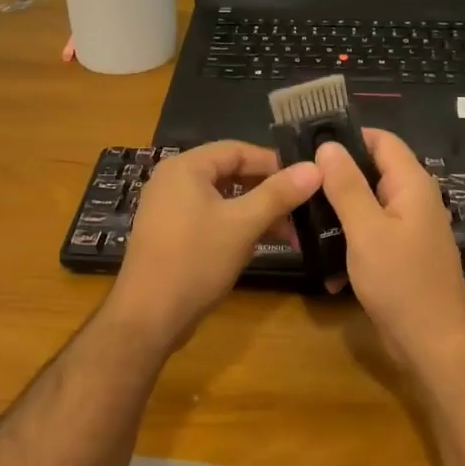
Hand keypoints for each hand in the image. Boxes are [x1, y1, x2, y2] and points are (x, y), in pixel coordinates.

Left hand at [104, 141, 321, 348]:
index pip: (238, 150)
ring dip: (255, 211)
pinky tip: (261, 243)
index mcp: (186, 167)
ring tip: (289, 233)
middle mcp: (173, 180)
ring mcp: (168, 208)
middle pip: (230, 173)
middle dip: (267, 191)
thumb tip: (315, 167)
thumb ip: (279, 194)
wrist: (149, 315)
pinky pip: (209, 217)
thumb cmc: (196, 260)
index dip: (274, 162)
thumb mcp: (243, 224)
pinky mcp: (171, 234)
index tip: (306, 180)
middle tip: (301, 208)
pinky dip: (235, 225)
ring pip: (222, 198)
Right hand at [316, 128, 464, 368]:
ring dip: (336, 212)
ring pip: (366, 205)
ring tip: (299, 218)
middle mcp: (413, 200)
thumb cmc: (401, 281)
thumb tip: (328, 145)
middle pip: (371, 172)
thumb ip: (347, 185)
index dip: (347, 135)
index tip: (308, 142)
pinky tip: (322, 260)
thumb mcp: (367, 229)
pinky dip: (347, 241)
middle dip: (334, 176)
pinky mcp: (399, 255)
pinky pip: (368, 234)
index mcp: (411, 184)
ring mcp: (407, 229)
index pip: (381, 140)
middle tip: (295, 181)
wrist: (434, 344)